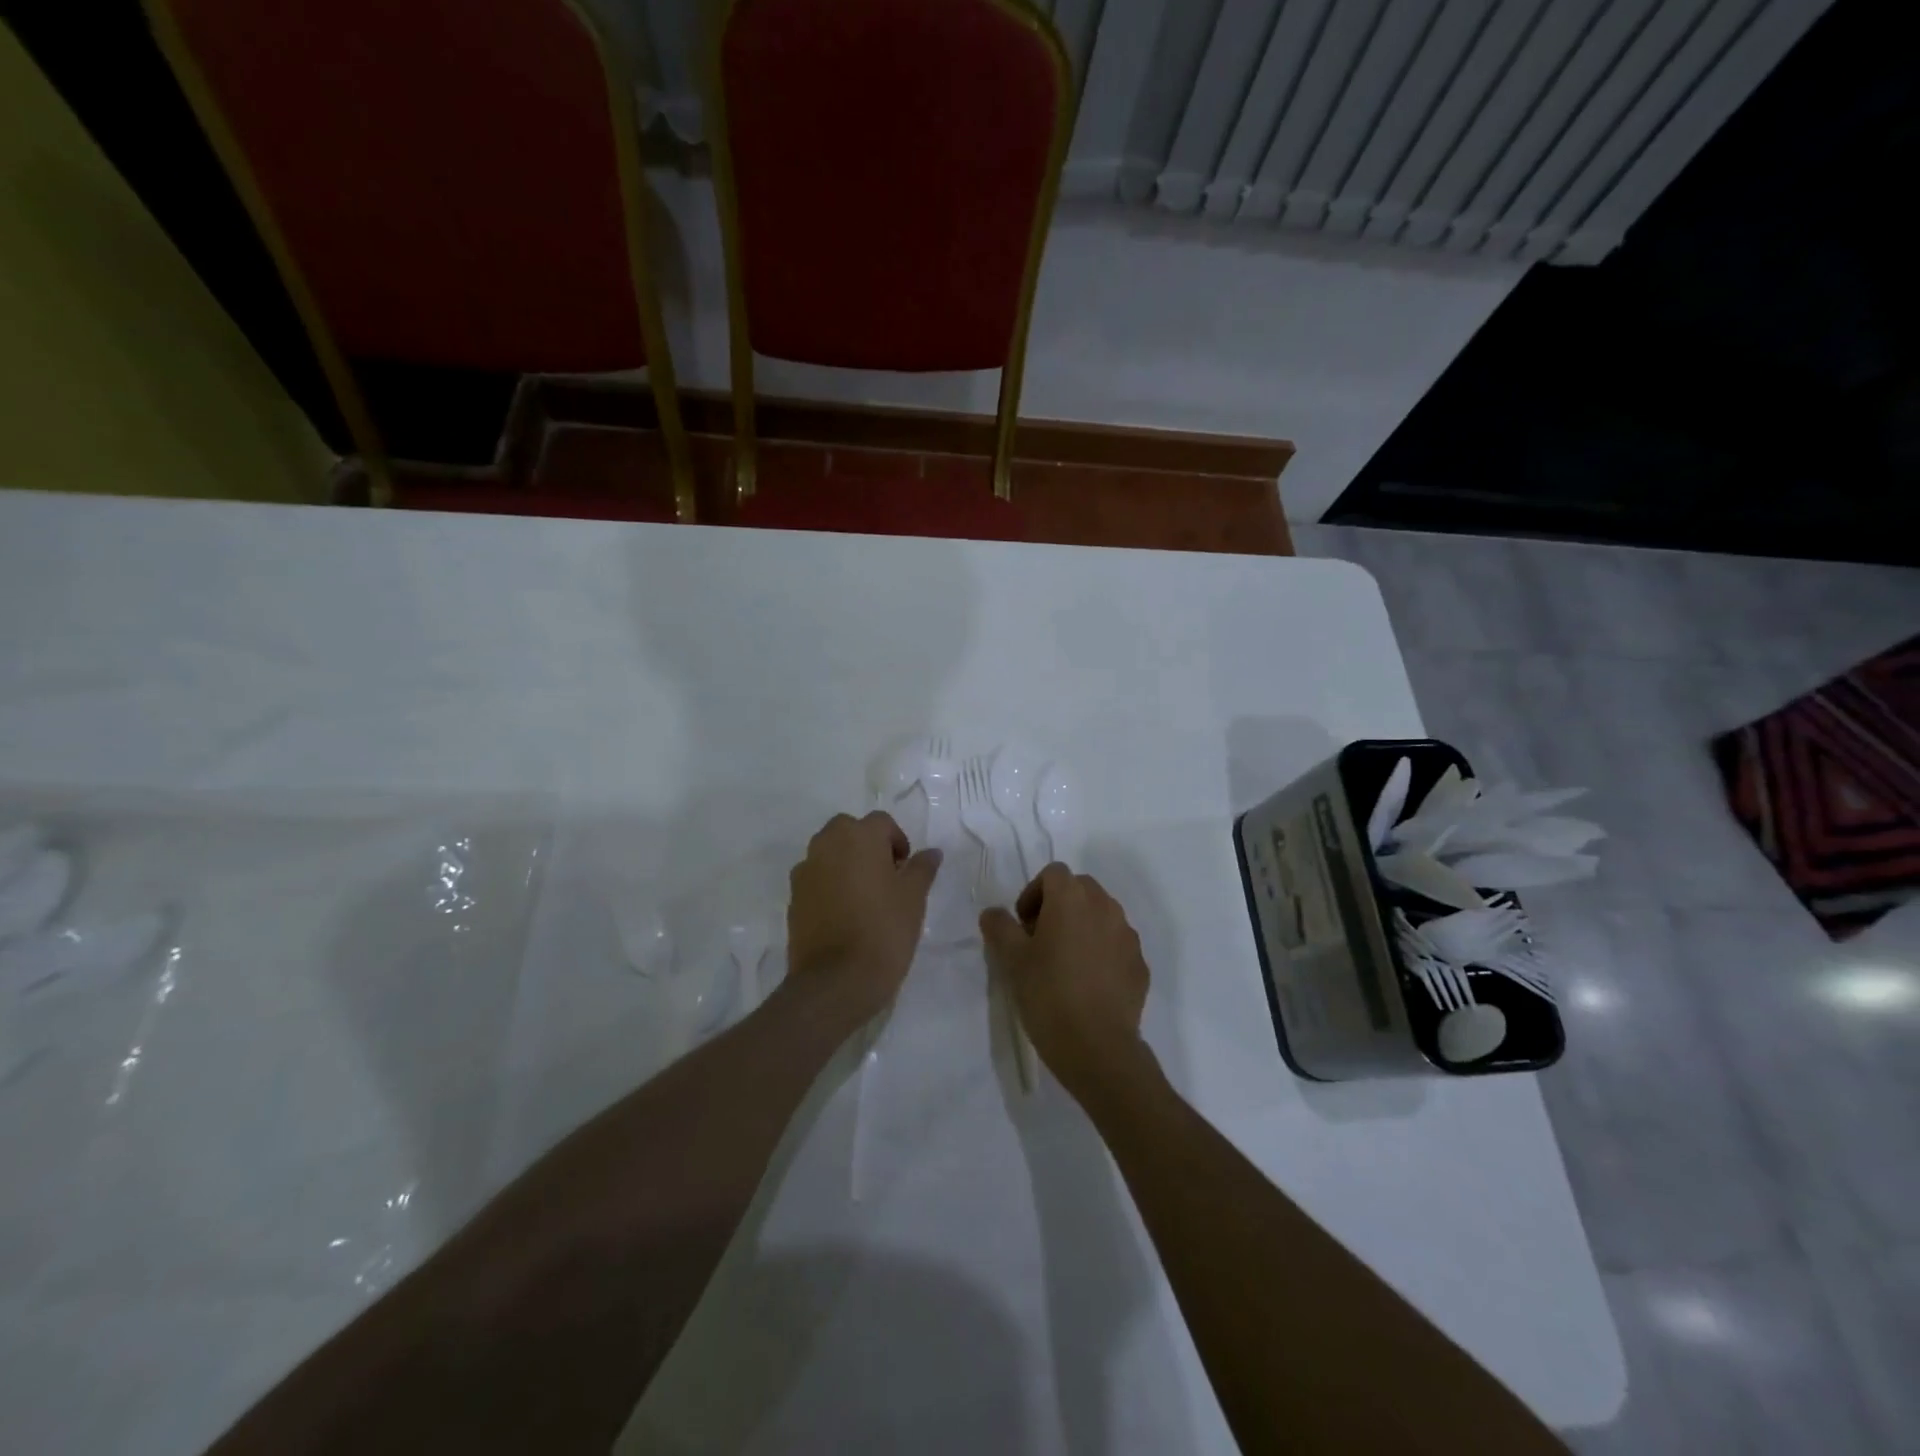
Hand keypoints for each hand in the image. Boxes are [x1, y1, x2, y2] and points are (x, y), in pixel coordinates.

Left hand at [786, 812, 940, 1024]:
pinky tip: (844, 914)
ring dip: (846, 863)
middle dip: (867, 846)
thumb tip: (931, 852)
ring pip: (829, 853)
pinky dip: (829, 885)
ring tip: (864, 897)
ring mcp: (805, 871)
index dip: (897, 842)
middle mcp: (826, 844)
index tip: (906, 870)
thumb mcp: (914, 898)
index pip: (881, 823)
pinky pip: (816, 878)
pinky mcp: (793, 898)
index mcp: (858, 836)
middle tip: (886, 877)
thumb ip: (922, 868)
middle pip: (849, 831)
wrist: (836, 981)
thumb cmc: (884, 931)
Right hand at [980, 864, 1150, 1096]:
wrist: (1098, 1047)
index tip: (1023, 925)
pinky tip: (1088, 984)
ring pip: (1102, 915)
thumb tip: (994, 913)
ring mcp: (1128, 935)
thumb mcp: (1011, 960)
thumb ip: (1000, 927)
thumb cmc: (1048, 994)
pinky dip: (1102, 952)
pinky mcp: (1140, 964)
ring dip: (1082, 926)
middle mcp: (1105, 907)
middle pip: (1080, 889)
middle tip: (1041, 940)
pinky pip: (1117, 945)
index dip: (1034, 892)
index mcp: (1072, 898)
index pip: (1053, 873)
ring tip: (1065, 963)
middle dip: (1059, 905)